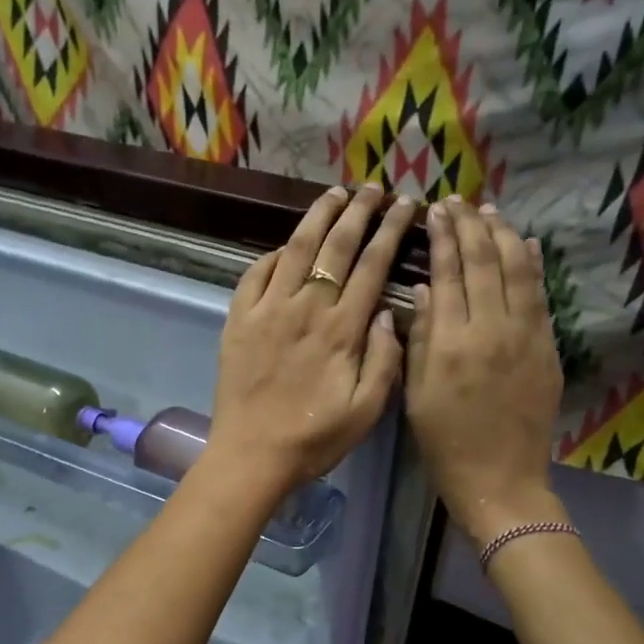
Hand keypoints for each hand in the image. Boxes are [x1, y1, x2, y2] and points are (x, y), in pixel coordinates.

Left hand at [207, 183, 412, 496]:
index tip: (406, 206)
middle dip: (358, 210)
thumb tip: (389, 311)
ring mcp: (266, 311)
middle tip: (374, 189)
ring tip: (334, 194)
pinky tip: (285, 245)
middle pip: (335, 246)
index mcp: (341, 329)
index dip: (391, 230)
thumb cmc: (314, 438)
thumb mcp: (367, 410)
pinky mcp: (237, 321)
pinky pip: (254, 274)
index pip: (372, 265)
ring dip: (317, 217)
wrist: (252, 455)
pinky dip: (272, 254)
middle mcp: (304, 308)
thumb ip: (385, 358)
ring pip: (294, 249)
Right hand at [405, 198, 565, 543]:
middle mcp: (491, 328)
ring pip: (517, 270)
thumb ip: (419, 338)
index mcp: (451, 342)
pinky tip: (525, 245)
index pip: (447, 274)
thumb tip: (424, 289)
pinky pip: (540, 296)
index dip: (442, 238)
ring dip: (503, 236)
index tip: (434, 211)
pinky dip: (532, 266)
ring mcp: (526, 335)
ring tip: (489, 213)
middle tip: (457, 202)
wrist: (500, 479)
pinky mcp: (547, 348)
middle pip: (483, 263)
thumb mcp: (415, 394)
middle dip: (469, 226)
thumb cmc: (444, 443)